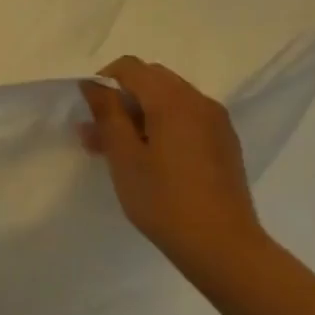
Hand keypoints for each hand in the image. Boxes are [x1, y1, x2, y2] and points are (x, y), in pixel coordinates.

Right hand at [80, 57, 267, 270]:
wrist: (223, 247)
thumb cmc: (164, 201)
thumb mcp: (124, 157)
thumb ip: (107, 114)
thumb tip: (93, 84)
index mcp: (173, 100)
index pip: (130, 67)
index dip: (104, 82)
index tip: (90, 114)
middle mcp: (199, 101)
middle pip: (152, 79)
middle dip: (122, 99)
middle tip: (100, 133)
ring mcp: (216, 122)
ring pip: (169, 100)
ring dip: (141, 114)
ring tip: (119, 150)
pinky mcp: (224, 143)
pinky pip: (187, 118)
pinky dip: (163, 126)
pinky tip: (152, 160)